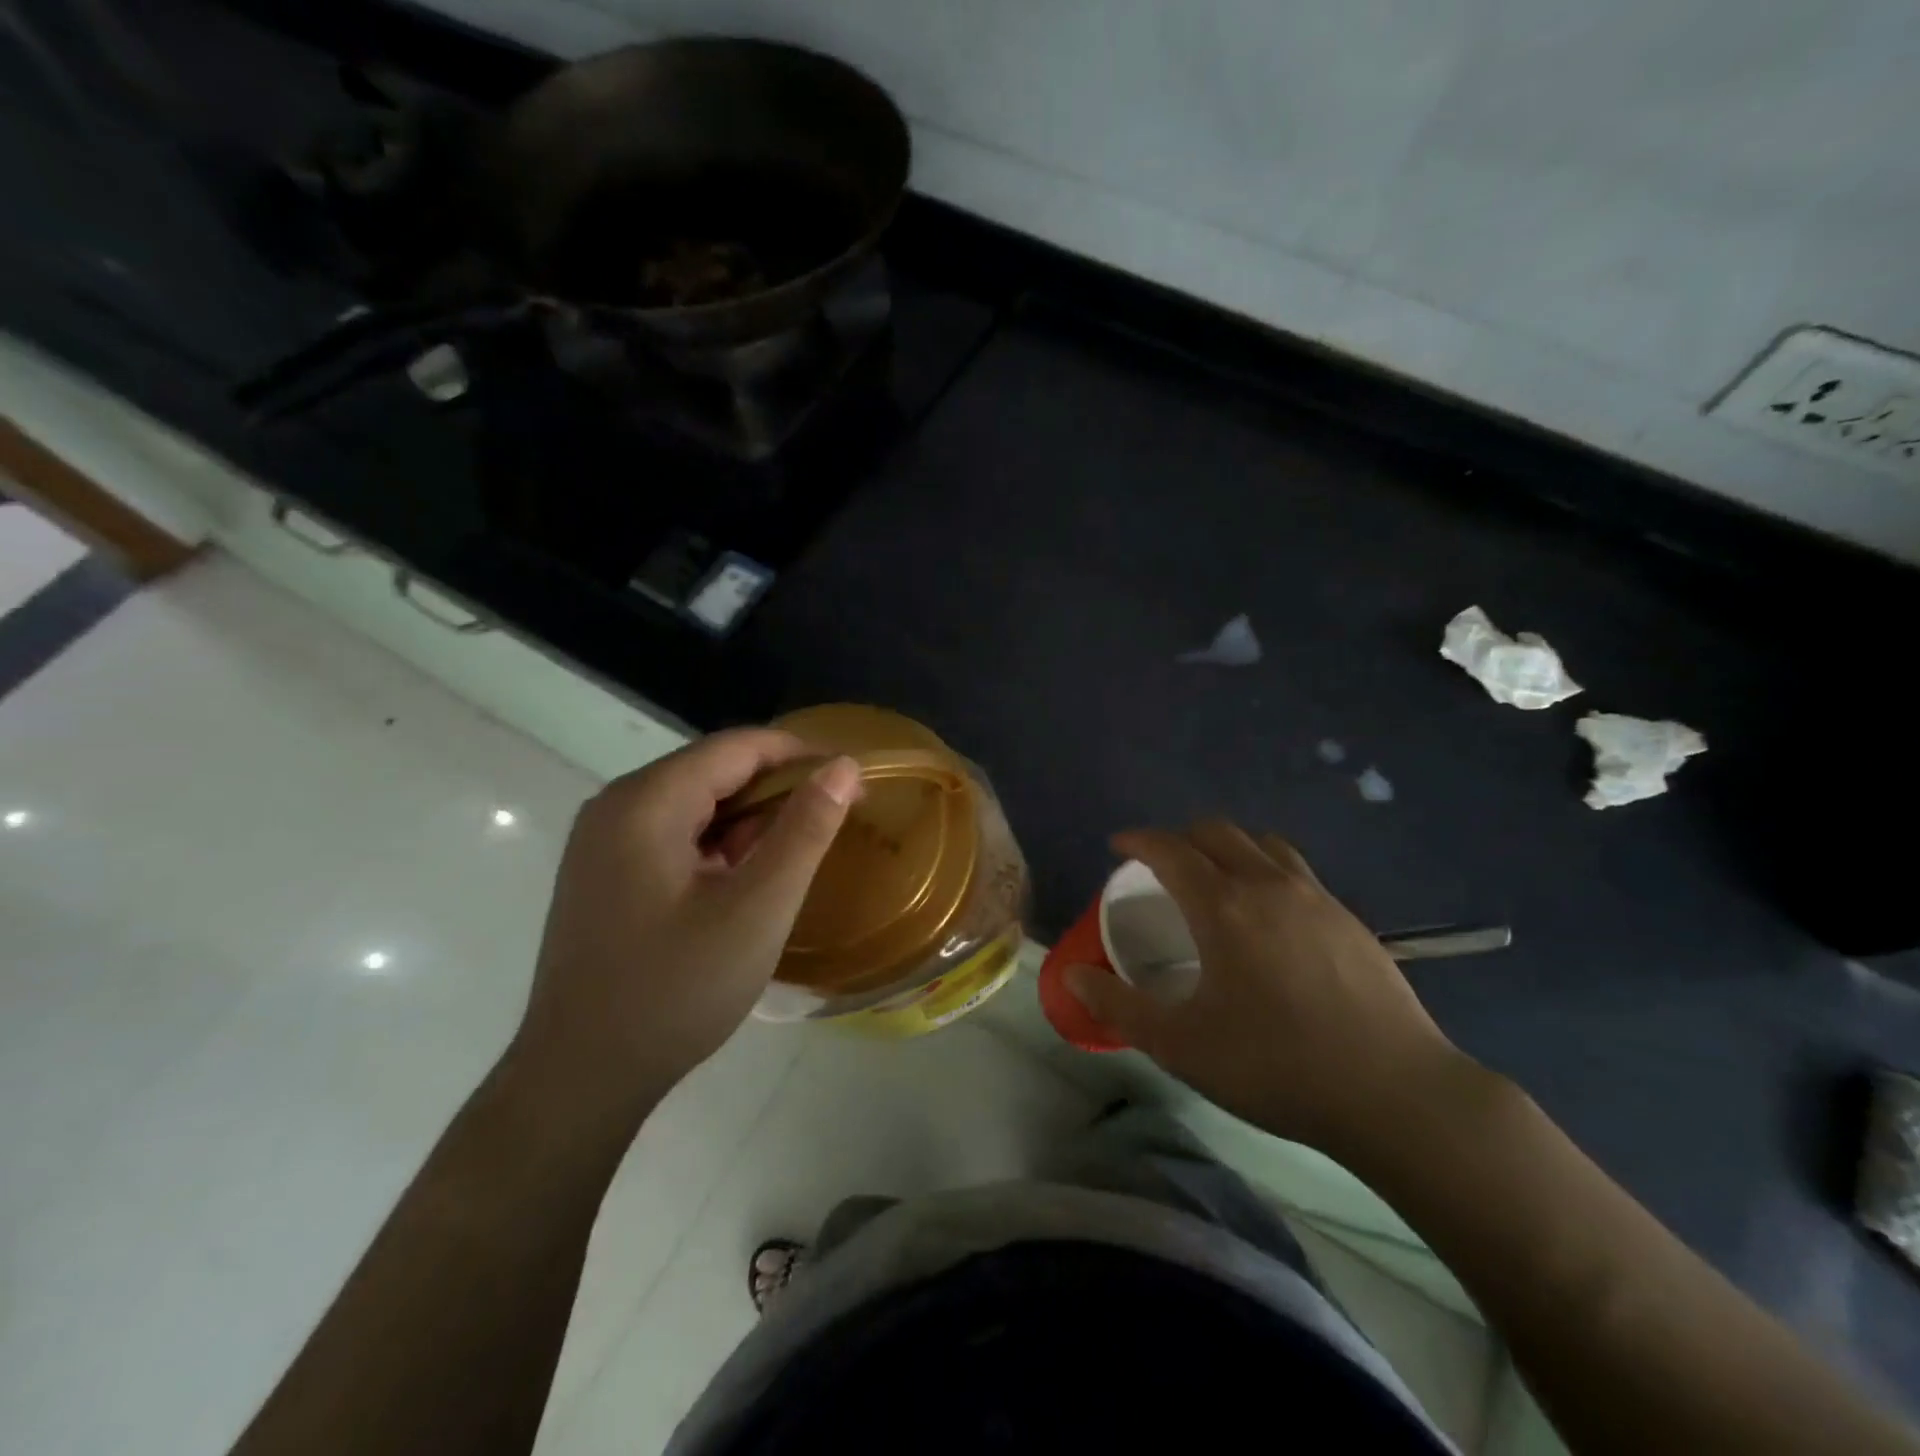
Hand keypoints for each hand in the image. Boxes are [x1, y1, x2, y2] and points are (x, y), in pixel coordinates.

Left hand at [510, 729, 861, 1128]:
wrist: (581, 1079)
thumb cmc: (675, 990)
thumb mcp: (758, 908)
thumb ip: (805, 830)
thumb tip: (843, 766)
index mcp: (645, 802)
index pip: (736, 746)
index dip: (800, 754)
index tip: (852, 779)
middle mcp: (615, 806)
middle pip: (713, 770)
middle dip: (778, 787)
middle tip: (835, 817)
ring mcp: (603, 842)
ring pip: (695, 803)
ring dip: (751, 818)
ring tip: (800, 849)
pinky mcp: (604, 874)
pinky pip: (674, 836)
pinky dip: (719, 845)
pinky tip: (748, 878)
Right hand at [1066, 821, 1473, 1160]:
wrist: (1395, 1094)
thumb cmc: (1276, 1067)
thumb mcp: (1181, 1046)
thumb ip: (1120, 1007)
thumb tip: (1073, 975)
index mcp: (1222, 907)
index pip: (1169, 849)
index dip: (1138, 840)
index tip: (1117, 846)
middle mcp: (1267, 885)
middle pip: (1216, 832)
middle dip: (1179, 837)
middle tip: (1160, 864)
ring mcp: (1316, 897)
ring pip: (1262, 844)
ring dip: (1227, 846)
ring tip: (1214, 876)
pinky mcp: (1350, 918)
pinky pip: (1295, 870)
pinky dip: (1265, 868)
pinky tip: (1269, 914)